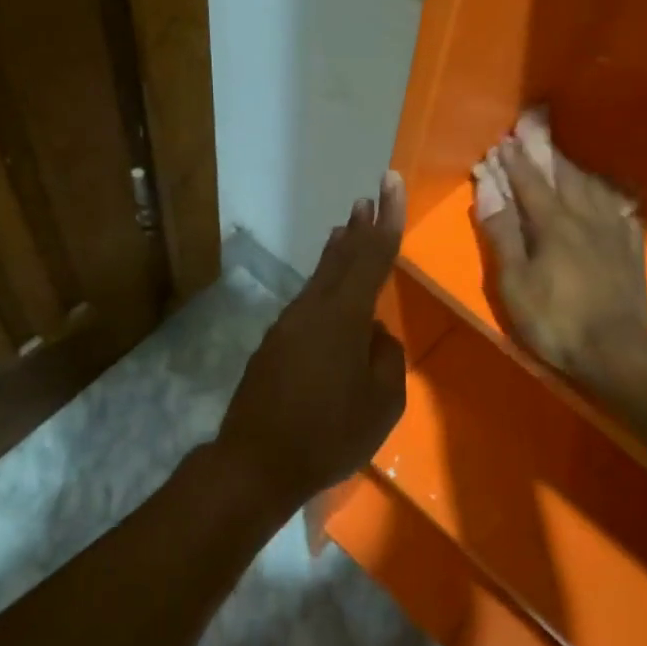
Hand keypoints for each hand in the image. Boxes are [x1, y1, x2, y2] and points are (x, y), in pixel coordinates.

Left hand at [214, 173, 407, 514]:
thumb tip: (374, 336)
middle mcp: (313, 310)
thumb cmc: (328, 435)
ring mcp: (288, 325)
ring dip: (337, 254)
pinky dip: (323, 285)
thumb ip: (386, 358)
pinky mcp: (273, 345)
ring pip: (320, 279)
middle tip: (368, 199)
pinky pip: (307, 303)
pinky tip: (329, 293)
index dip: (387, 218)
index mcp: (344, 317)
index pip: (372, 256)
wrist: (255, 463)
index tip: (390, 181)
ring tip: (347, 231)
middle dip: (358, 227)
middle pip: (341, 258)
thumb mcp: (382, 403)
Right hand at [476, 124, 646, 398]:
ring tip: (564, 160)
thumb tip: (488, 193)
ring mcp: (614, 231)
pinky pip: (621, 210)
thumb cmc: (557, 321)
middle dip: (546, 153)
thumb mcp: (515, 284)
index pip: (529, 182)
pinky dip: (608, 196)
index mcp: (553, 224)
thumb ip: (502, 236)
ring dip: (574, 169)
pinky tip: (608, 197)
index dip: (514, 161)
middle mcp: (585, 217)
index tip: (502, 141)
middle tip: (534, 133)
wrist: (618, 350)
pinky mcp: (632, 249)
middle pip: (564, 176)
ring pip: (593, 188)